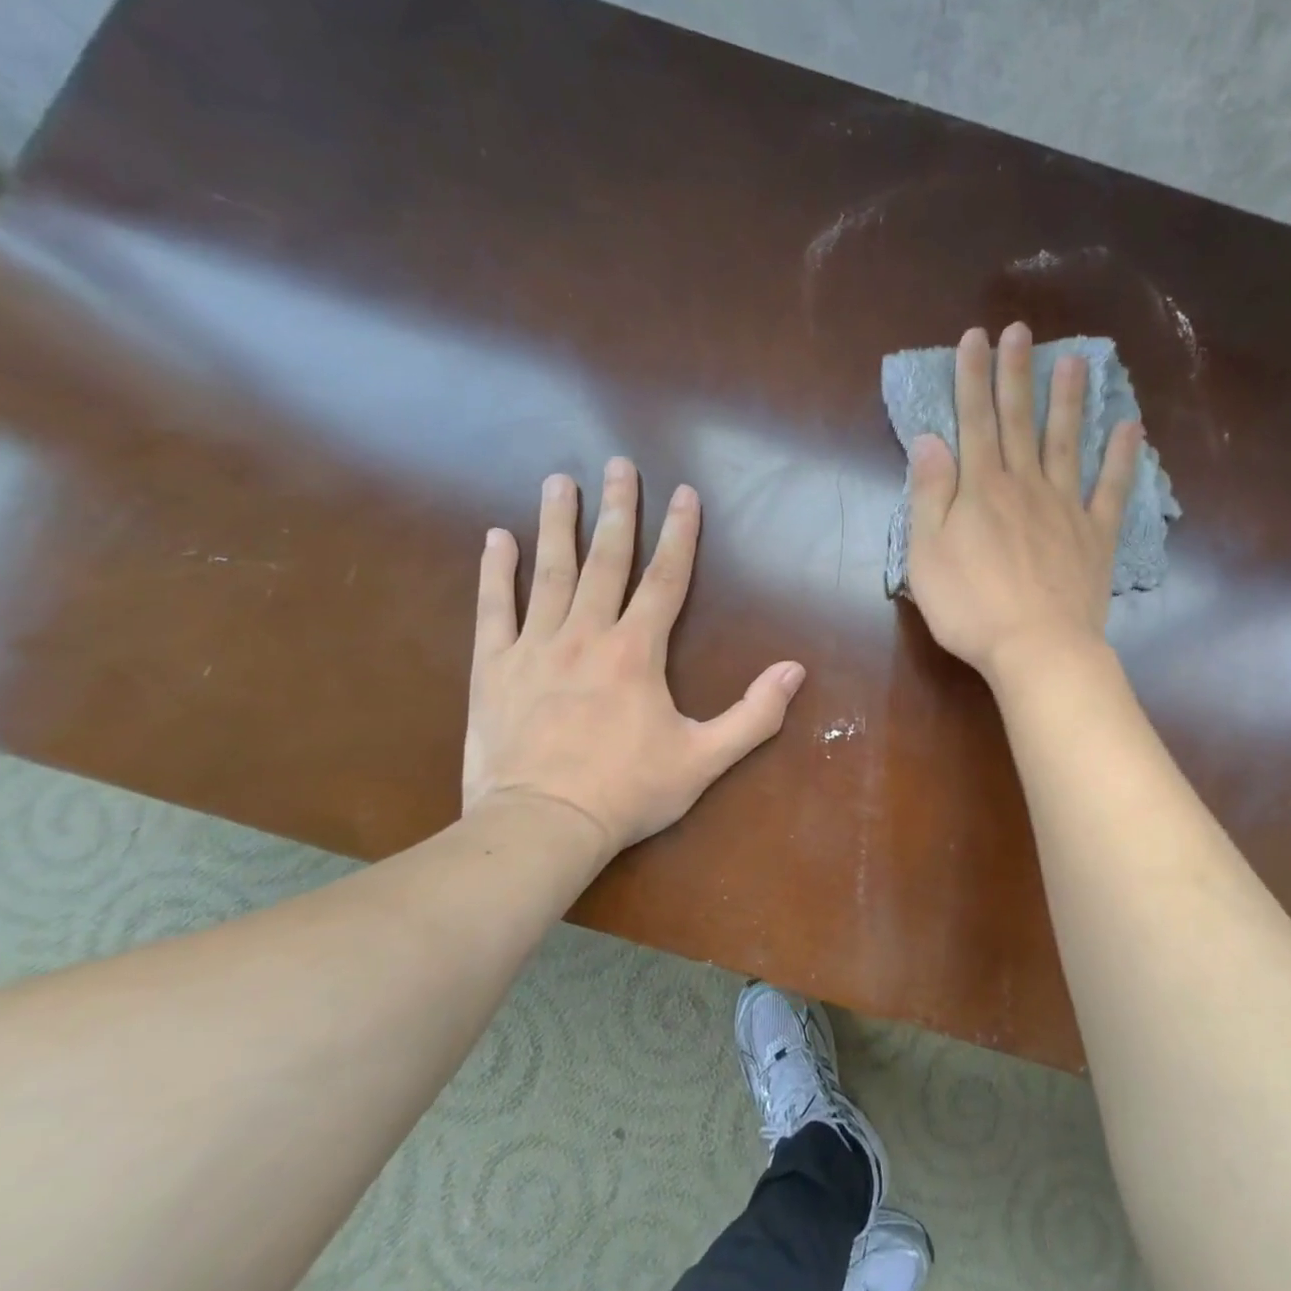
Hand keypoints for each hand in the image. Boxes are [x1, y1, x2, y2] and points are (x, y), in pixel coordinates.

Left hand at [463, 458, 806, 860]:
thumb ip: (754, 714)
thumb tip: (796, 671)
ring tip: (559, 480)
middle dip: (617, 509)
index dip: (679, 534)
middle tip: (618, 464)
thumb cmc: (628, 792)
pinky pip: (495, 609)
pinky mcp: (494, 668)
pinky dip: (496, 572)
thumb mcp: (704, 759)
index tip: (684, 493)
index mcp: (637, 652)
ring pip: (549, 572)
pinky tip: (497, 538)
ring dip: (557, 523)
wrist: (541, 826)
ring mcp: (535, 647)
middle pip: (606, 560)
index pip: (665, 579)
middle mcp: (586, 635)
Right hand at [905, 322, 1140, 687]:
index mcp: (981, 489)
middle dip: (1017, 374)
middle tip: (1021, 330)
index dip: (973, 378)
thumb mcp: (927, 554)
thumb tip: (930, 439)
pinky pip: (1111, 489)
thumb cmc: (971, 607)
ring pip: (1067, 442)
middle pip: (1019, 421)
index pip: (974, 421)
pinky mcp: (1096, 536)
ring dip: (1069, 400)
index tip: (975, 337)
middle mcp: (1025, 485)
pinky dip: (1122, 457)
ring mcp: (1066, 508)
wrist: (1037, 649)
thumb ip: (930, 494)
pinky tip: (1130, 427)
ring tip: (1075, 360)